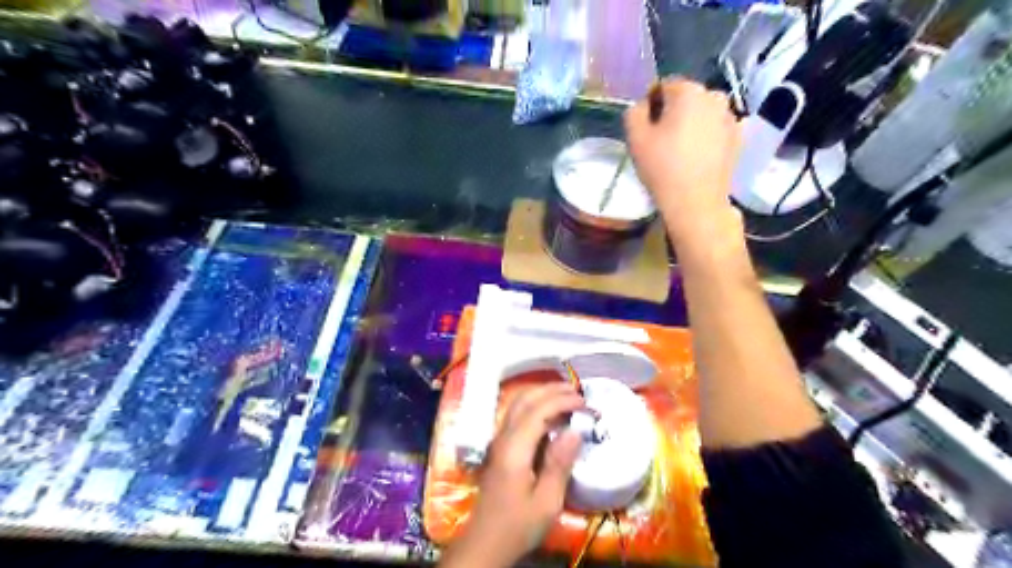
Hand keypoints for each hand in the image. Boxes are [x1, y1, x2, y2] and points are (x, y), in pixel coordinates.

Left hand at [445, 382, 586, 567]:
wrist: (485, 541)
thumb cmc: (518, 525)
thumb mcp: (547, 502)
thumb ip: (559, 464)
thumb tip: (575, 431)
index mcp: (515, 449)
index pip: (538, 411)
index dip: (562, 401)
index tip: (585, 403)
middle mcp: (503, 437)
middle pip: (524, 399)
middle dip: (551, 390)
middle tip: (577, 391)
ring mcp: (499, 440)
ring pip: (518, 404)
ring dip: (542, 394)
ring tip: (567, 396)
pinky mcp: (500, 446)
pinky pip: (517, 414)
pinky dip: (535, 405)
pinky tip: (550, 413)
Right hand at [626, 77, 741, 234]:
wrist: (696, 201)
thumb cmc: (662, 167)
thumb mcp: (635, 138)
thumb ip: (634, 112)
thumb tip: (643, 105)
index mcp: (689, 91)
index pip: (664, 86)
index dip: (651, 105)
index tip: (646, 128)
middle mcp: (714, 96)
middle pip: (686, 98)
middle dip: (672, 113)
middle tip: (661, 140)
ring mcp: (730, 116)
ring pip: (702, 113)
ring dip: (690, 124)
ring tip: (680, 150)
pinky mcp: (738, 137)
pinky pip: (715, 128)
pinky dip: (706, 136)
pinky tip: (696, 156)